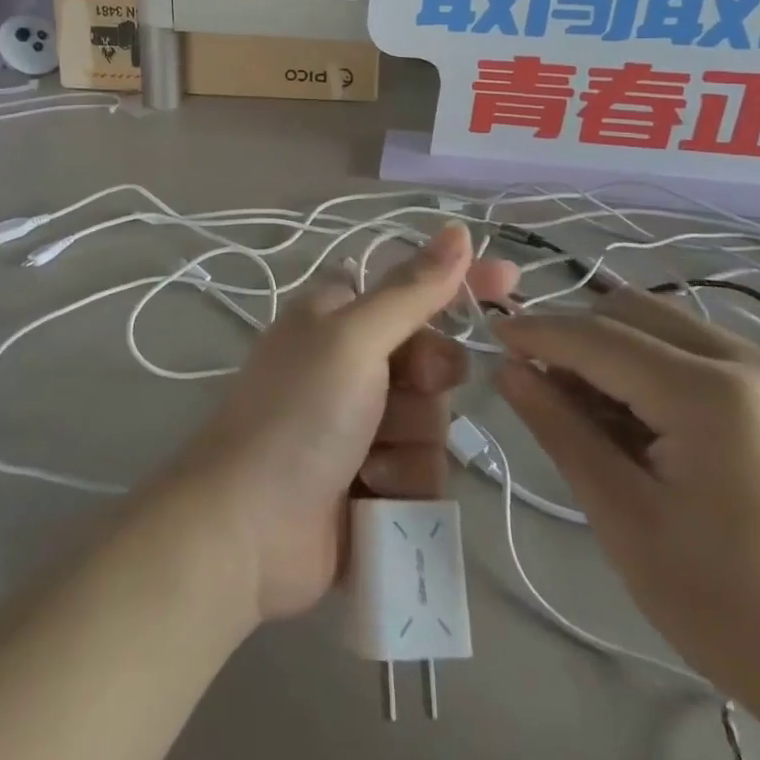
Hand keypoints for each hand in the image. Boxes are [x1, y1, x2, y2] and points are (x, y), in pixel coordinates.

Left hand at [166, 223, 517, 624]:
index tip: (511, 283)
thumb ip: (411, 291)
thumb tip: (457, 231)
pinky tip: (368, 496)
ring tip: (366, 462)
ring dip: (407, 443)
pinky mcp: (373, 481)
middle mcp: (351, 363)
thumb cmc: (299, 414)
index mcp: (338, 316)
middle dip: (425, 383)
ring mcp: (362, 426)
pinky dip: (401, 485)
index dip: (461, 283)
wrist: (247, 528)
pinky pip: (423, 472)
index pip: (414, 286)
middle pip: (432, 361)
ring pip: (432, 422)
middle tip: (401, 392)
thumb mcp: (354, 339)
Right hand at [495, 289, 759, 723]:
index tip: (490, 335)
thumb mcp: (627, 521)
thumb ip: (562, 430)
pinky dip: (651, 365)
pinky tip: (643, 421)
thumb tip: (509, 370)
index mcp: (710, 394)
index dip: (537, 333)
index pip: (597, 338)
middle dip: (576, 338)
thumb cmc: (736, 612)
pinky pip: (694, 349)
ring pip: (661, 324)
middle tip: (543, 388)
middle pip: (630, 311)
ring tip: (592, 412)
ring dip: (613, 350)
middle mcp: (748, 361)